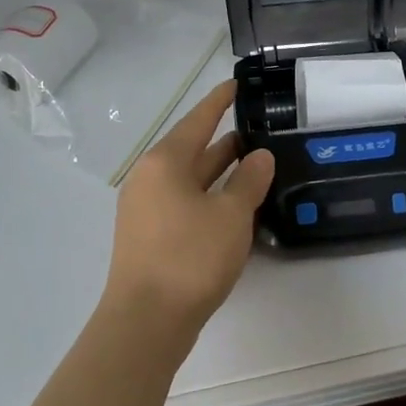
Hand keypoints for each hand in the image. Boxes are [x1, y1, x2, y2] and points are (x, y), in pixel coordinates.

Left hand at [104, 80, 274, 339]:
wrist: (146, 321)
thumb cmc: (190, 257)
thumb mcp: (231, 215)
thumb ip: (248, 180)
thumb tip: (259, 156)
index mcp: (165, 162)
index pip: (198, 119)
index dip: (219, 101)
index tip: (236, 85)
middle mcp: (150, 177)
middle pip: (192, 148)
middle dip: (224, 140)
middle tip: (260, 129)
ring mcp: (145, 208)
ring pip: (189, 178)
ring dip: (219, 171)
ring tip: (253, 163)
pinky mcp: (148, 235)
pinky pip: (184, 202)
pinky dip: (209, 196)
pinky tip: (232, 205)